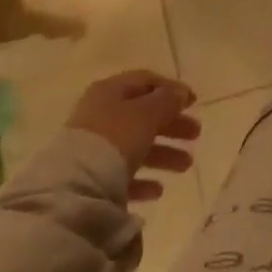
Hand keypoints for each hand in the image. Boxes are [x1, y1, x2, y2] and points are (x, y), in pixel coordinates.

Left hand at [66, 70, 200, 201]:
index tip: (194, 102)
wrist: (74, 188)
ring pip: (136, 145)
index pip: (146, 81)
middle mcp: (100, 115)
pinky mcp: (91, 179)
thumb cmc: (115, 138)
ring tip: (187, 165)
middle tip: (196, 134)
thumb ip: (167, 101)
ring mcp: (93, 148)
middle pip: (143, 115)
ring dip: (163, 153)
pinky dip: (142, 179)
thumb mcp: (147, 113)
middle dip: (172, 125)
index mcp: (110, 91)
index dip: (172, 89)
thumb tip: (180, 93)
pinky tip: (159, 190)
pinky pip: (122, 175)